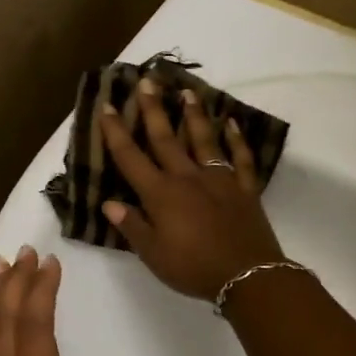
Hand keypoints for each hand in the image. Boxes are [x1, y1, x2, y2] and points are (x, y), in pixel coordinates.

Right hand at [97, 79, 286, 301]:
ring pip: (203, 139)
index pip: (131, 158)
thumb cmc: (193, 268)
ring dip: (194, 114)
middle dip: (153, 109)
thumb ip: (132, 226)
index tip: (108, 106)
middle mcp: (187, 178)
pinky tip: (232, 123)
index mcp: (160, 194)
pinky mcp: (244, 188)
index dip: (116, 132)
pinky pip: (240, 158)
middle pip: (166, 138)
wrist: (247, 275)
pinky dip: (237, 139)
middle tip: (147, 80)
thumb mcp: (153, 254)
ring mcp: (219, 179)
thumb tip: (109, 202)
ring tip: (187, 91)